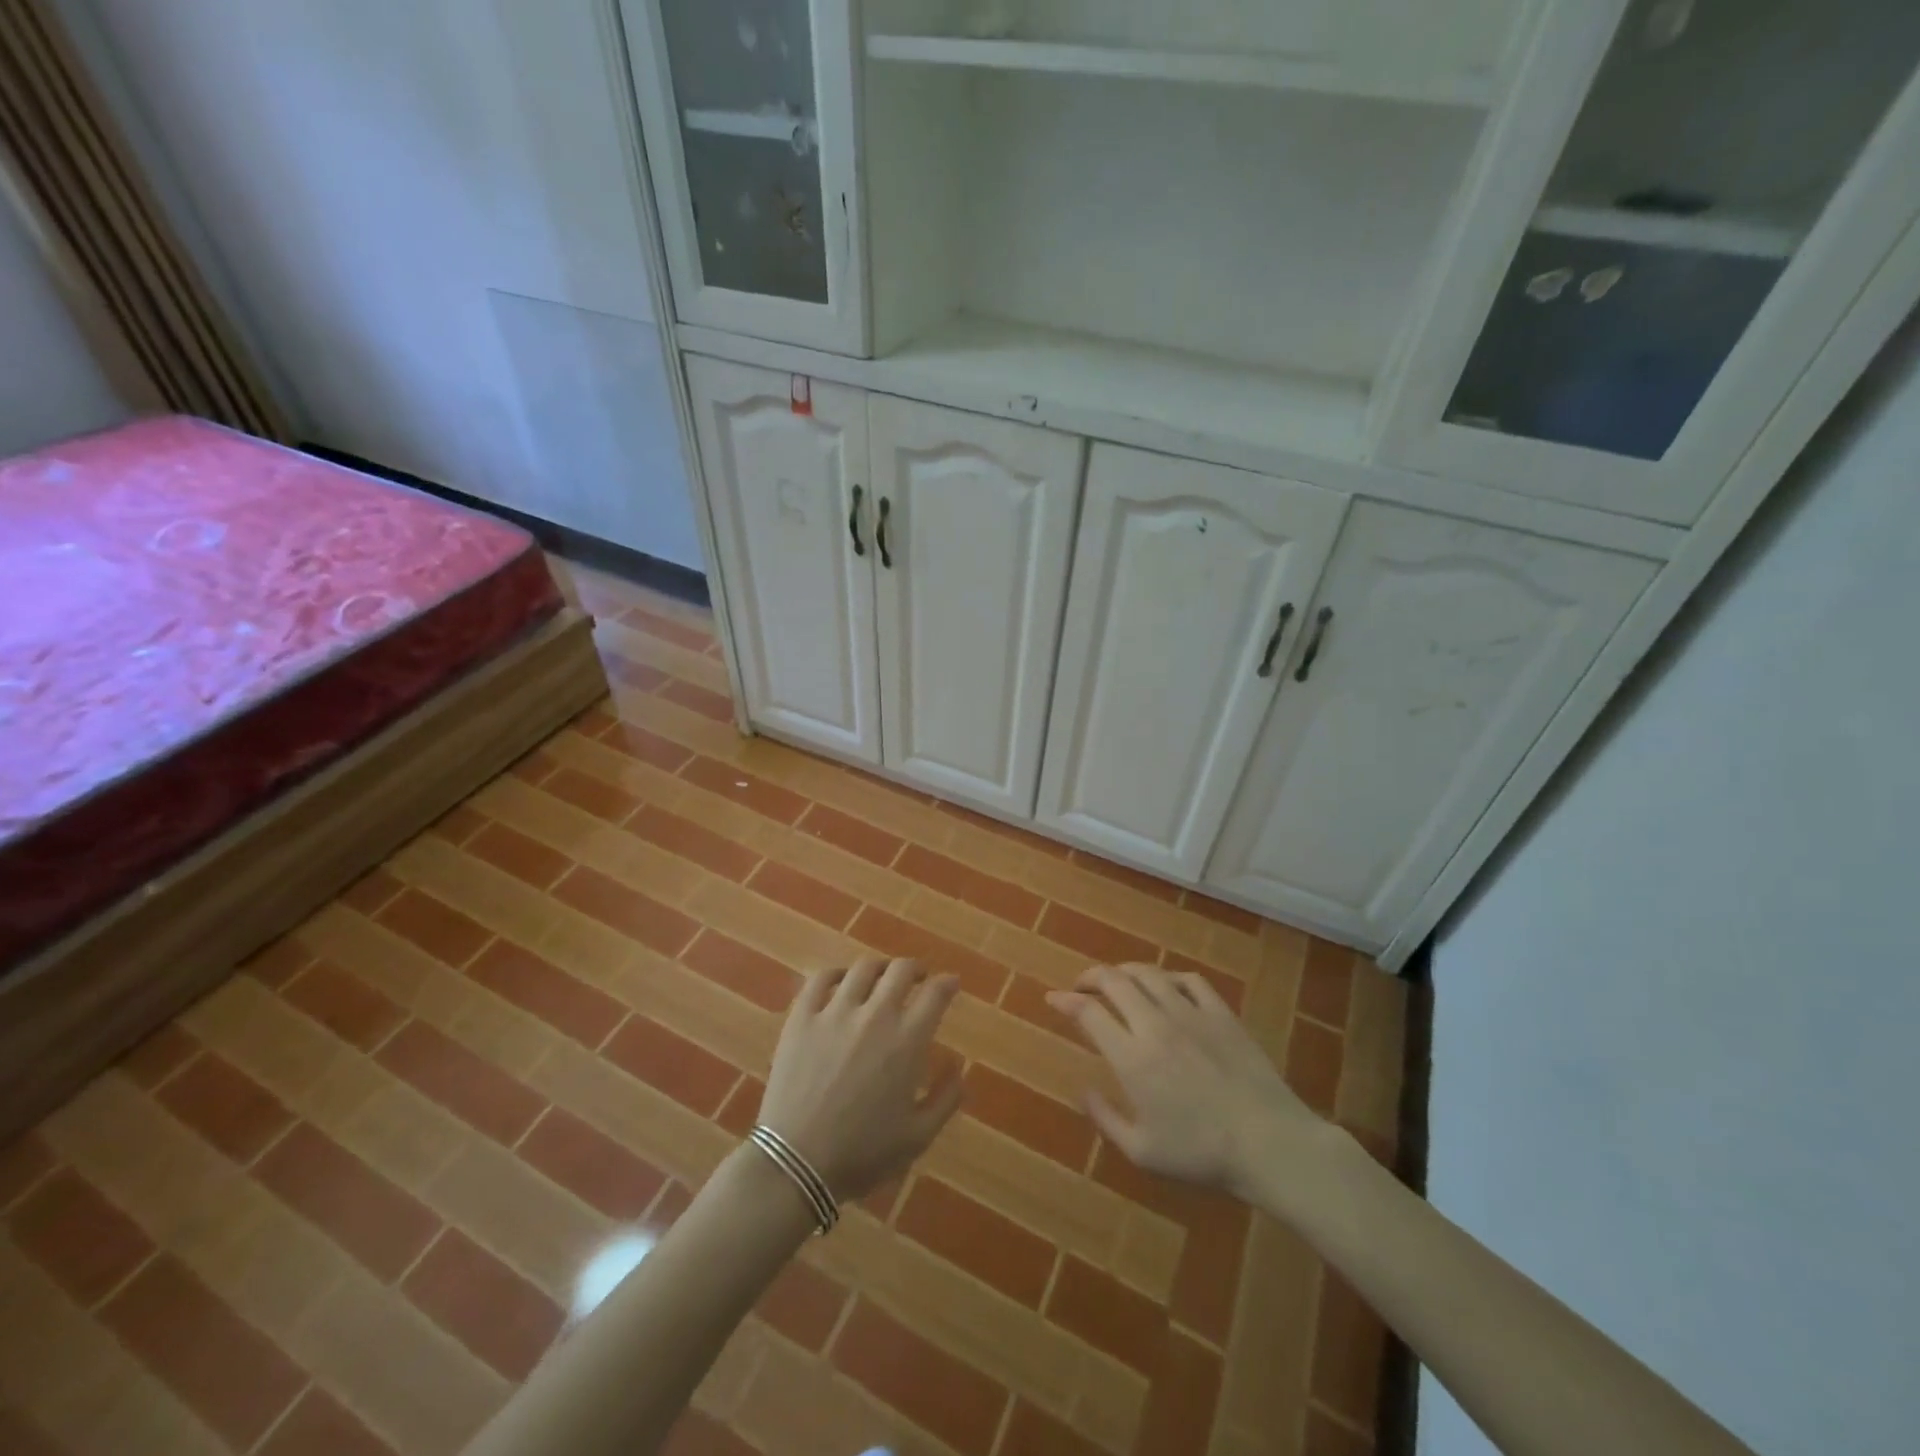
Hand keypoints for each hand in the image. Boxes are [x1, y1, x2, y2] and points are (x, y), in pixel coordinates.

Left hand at [758, 957, 964, 1200]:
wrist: (797, 1164)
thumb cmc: (862, 1154)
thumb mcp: (918, 1137)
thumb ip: (946, 1099)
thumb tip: (960, 1066)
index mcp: (907, 1041)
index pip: (935, 994)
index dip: (947, 983)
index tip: (950, 983)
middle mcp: (875, 1015)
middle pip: (900, 970)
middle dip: (915, 969)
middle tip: (917, 978)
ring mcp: (835, 1012)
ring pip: (863, 969)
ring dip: (879, 969)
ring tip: (881, 977)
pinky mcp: (802, 1017)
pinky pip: (820, 979)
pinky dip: (835, 974)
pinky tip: (841, 981)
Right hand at [1047, 963, 1324, 1200]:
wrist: (1269, 1142)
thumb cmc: (1201, 1154)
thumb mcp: (1142, 1151)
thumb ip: (1106, 1118)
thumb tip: (1083, 1090)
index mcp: (1132, 1057)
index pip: (1088, 1012)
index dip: (1065, 1001)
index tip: (1053, 999)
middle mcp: (1155, 1024)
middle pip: (1114, 980)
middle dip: (1090, 977)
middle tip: (1081, 987)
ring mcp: (1191, 1013)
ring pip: (1148, 974)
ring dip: (1124, 971)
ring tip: (1117, 981)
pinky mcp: (1221, 1013)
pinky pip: (1189, 980)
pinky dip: (1169, 977)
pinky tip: (1166, 987)